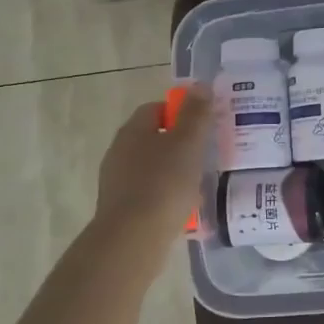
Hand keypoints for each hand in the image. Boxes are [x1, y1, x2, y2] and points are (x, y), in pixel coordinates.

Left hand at [93, 87, 212, 246]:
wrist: (133, 238)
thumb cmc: (163, 184)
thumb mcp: (188, 144)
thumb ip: (196, 114)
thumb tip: (200, 85)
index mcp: (133, 131)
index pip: (155, 108)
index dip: (179, 112)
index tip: (202, 125)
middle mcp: (120, 151)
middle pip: (153, 138)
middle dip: (179, 144)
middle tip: (206, 154)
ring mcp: (117, 181)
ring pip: (152, 167)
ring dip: (174, 171)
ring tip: (199, 184)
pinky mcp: (121, 208)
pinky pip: (149, 193)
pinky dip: (167, 196)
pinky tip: (184, 209)